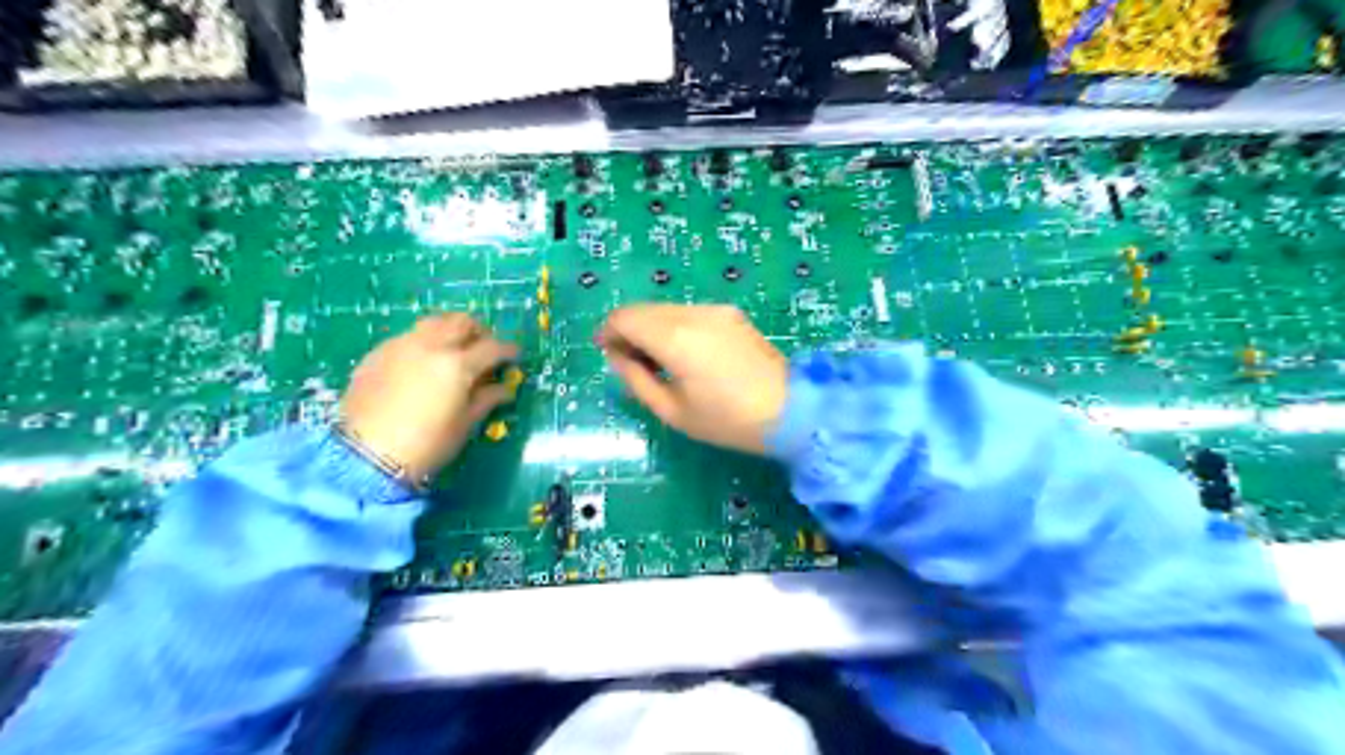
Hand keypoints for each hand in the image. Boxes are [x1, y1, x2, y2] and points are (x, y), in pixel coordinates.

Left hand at [342, 313, 518, 479]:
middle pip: (462, 321)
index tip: (515, 356)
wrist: (364, 457)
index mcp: (457, 365)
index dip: (508, 350)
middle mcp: (430, 346)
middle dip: (479, 332)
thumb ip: (486, 399)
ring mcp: (401, 346)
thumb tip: (503, 388)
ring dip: (450, 331)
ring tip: (453, 352)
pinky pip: (408, 337)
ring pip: (433, 323)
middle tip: (484, 349)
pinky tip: (423, 365)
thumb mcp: (464, 424)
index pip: (493, 347)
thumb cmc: (426, 445)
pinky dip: (424, 343)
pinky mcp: (377, 353)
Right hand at [599, 301, 788, 452]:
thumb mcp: (672, 410)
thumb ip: (636, 378)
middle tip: (632, 364)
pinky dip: (674, 327)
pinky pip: (688, 313)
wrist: (790, 411)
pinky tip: (686, 355)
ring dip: (652, 328)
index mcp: (674, 337)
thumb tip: (617, 356)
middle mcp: (693, 313)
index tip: (608, 355)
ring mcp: (715, 310)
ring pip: (666, 309)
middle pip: (643, 309)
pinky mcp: (731, 314)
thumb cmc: (727, 420)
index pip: (624, 318)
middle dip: (628, 331)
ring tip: (660, 363)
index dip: (608, 333)